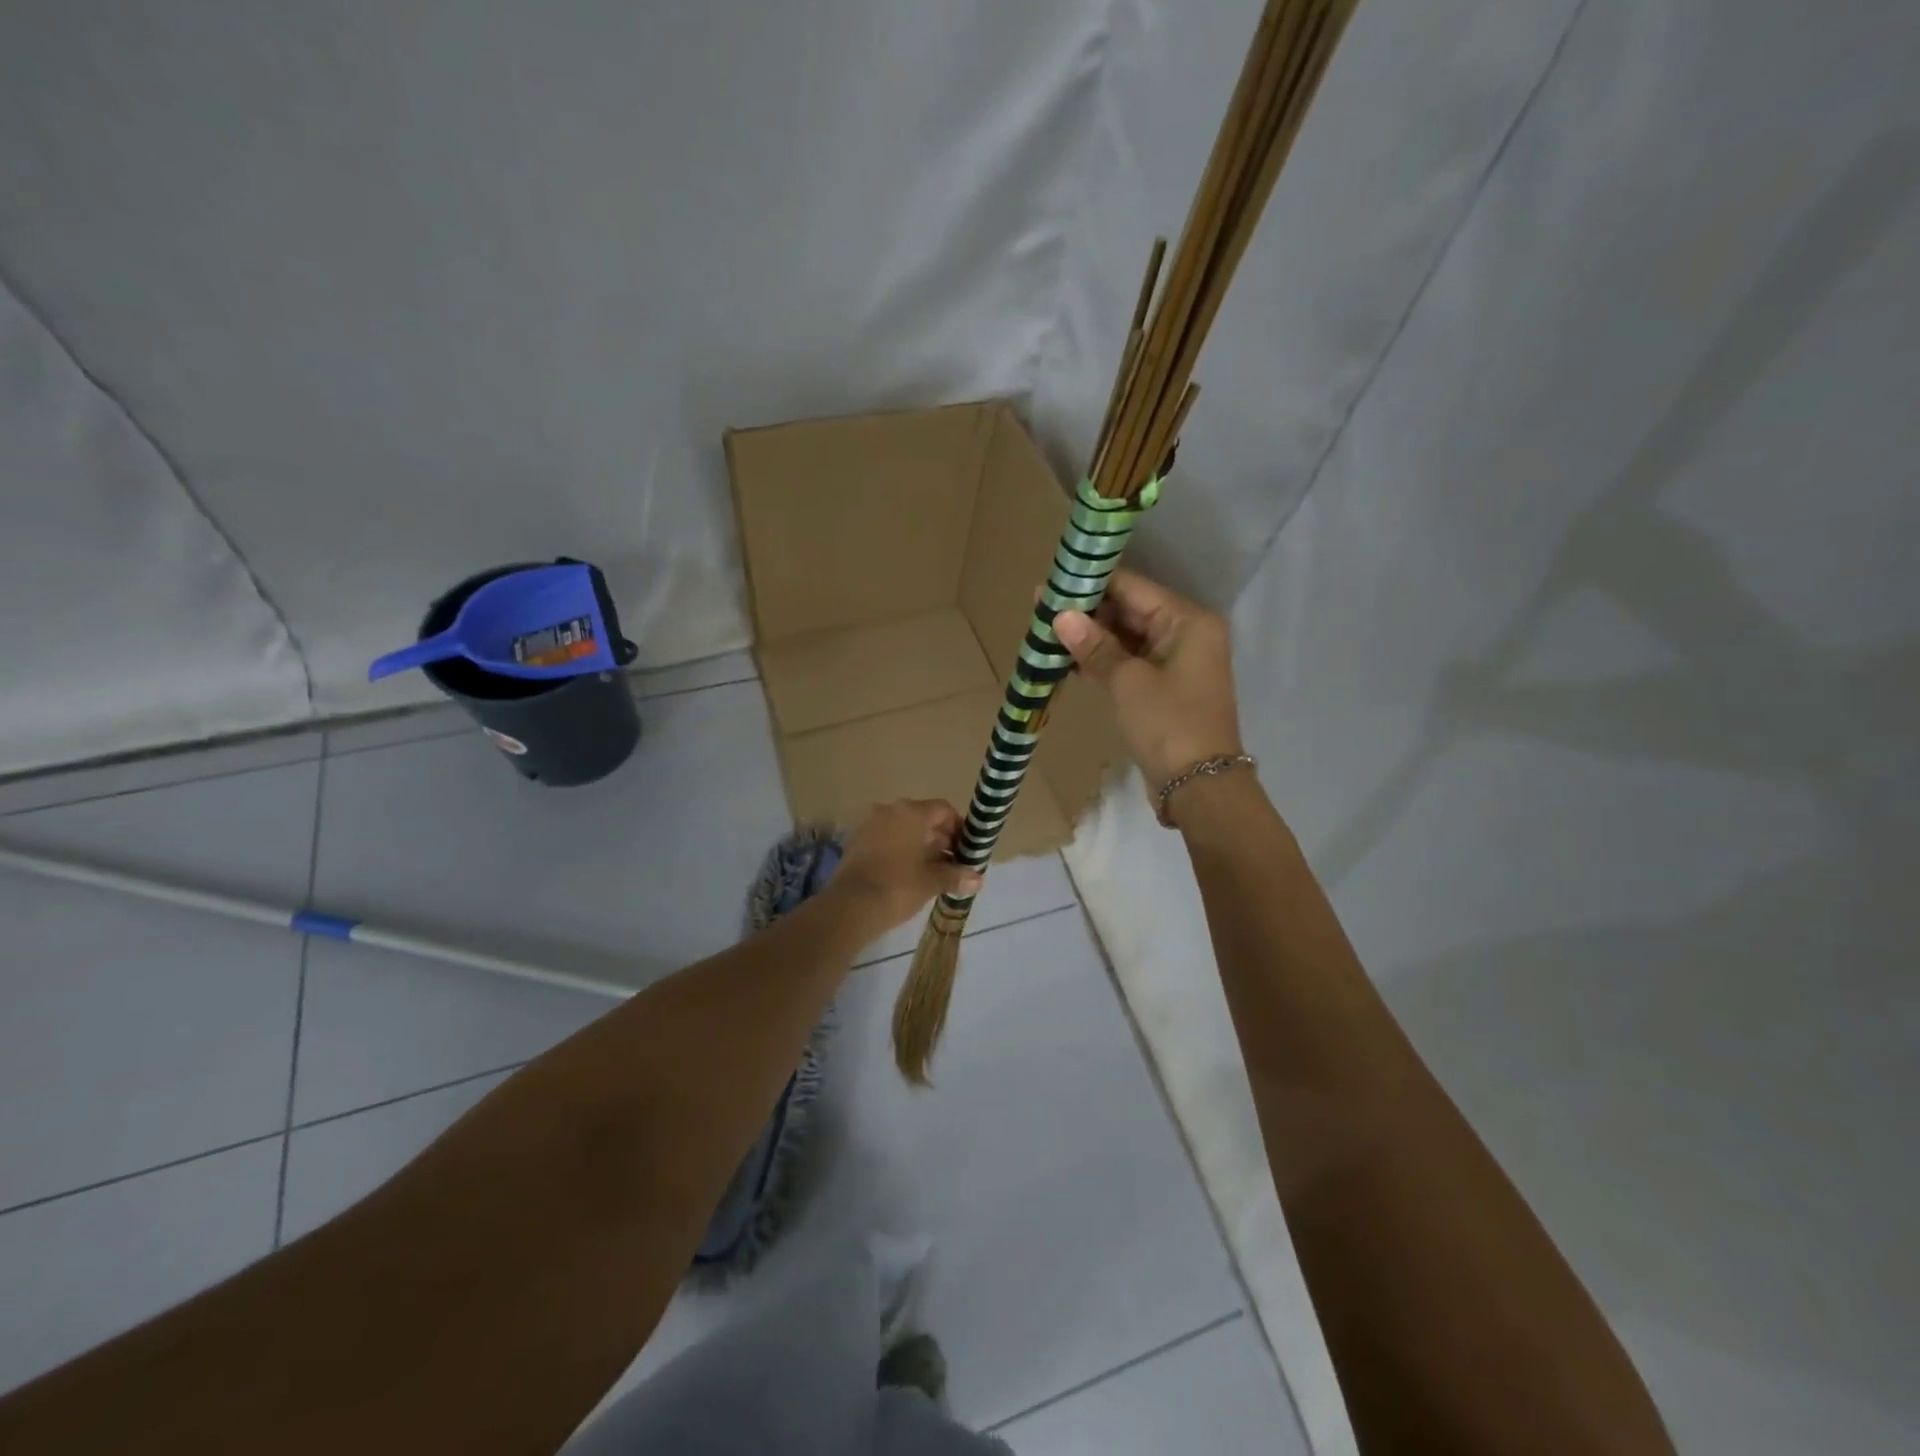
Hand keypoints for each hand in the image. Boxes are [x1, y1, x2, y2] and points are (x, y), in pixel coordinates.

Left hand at [831, 799, 983, 930]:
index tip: (965, 849)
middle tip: (951, 862)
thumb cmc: (898, 886)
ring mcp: (868, 824)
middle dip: (939, 838)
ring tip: (930, 870)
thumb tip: (977, 879)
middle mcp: (888, 810)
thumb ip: (956, 875)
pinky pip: (884, 838)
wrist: (850, 907)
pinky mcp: (854, 841)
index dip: (958, 828)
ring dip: (918, 844)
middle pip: (922, 817)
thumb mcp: (932, 881)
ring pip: (901, 828)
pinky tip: (906, 872)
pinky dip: (898, 849)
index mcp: (911, 812)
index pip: (943, 810)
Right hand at [1054, 569, 1243, 791]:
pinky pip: (1128, 663)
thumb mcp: (1128, 682)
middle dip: (1088, 612)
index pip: (1133, 588)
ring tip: (1046, 632)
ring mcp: (1175, 663)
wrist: (1199, 787)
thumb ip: (1095, 646)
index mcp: (1188, 621)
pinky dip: (1102, 661)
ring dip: (1091, 638)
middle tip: (1041, 610)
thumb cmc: (1168, 724)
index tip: (1052, 585)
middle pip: (1130, 611)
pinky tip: (1066, 659)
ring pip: (1126, 638)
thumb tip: (1061, 617)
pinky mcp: (1163, 689)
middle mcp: (1186, 635)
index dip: (1091, 585)